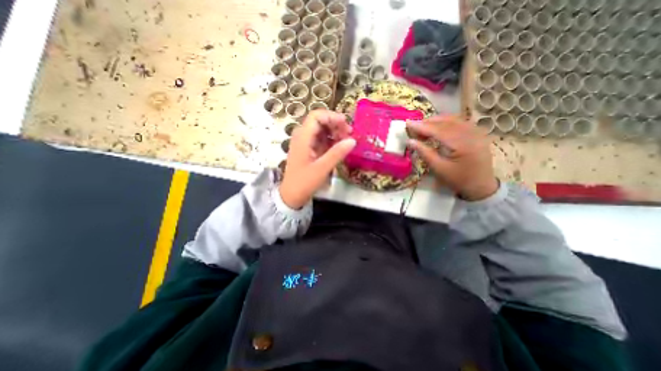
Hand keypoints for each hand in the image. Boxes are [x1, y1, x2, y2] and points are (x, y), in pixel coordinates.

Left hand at [279, 109, 356, 208]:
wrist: (291, 195)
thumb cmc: (304, 182)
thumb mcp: (322, 168)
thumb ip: (337, 153)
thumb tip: (353, 140)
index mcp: (302, 138)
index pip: (316, 116)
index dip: (332, 116)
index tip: (346, 124)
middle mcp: (302, 136)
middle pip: (319, 121)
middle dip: (335, 124)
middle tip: (349, 134)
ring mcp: (304, 143)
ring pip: (321, 130)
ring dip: (334, 132)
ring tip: (346, 141)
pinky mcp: (308, 150)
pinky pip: (320, 140)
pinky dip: (330, 141)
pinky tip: (339, 147)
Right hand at [409, 116, 494, 202]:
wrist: (481, 186)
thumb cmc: (458, 180)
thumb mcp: (439, 168)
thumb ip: (424, 153)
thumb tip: (410, 141)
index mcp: (462, 144)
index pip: (438, 130)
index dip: (421, 126)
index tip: (407, 123)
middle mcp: (472, 133)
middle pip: (446, 122)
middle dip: (428, 122)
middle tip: (413, 126)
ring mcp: (477, 131)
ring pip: (453, 119)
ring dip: (436, 121)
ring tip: (423, 126)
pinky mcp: (477, 132)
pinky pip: (460, 122)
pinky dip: (446, 122)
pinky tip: (438, 126)